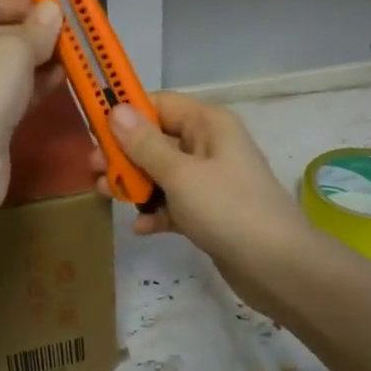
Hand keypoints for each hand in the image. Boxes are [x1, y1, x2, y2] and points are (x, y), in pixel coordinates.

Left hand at [0, 0, 61, 224]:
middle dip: (34, 32)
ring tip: (76, 55)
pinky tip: (64, 80)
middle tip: (72, 33)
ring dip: (40, 59)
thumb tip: (51, 12)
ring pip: (8, 66)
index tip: (54, 7)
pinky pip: (14, 94)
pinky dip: (36, 85)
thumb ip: (36, 30)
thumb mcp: (11, 51)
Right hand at [98, 92, 312, 314]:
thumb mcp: (180, 174)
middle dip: (124, 153)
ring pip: (161, 173)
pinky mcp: (208, 212)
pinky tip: (141, 228)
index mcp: (208, 124)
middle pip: (156, 139)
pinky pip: (174, 204)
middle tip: (93, 168)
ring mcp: (209, 181)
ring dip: (135, 184)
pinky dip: (156, 212)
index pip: (160, 104)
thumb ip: (144, 144)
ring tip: (106, 196)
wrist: (277, 266)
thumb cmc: (228, 209)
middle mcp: (209, 145)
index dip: (126, 112)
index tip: (93, 127)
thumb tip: (116, 109)